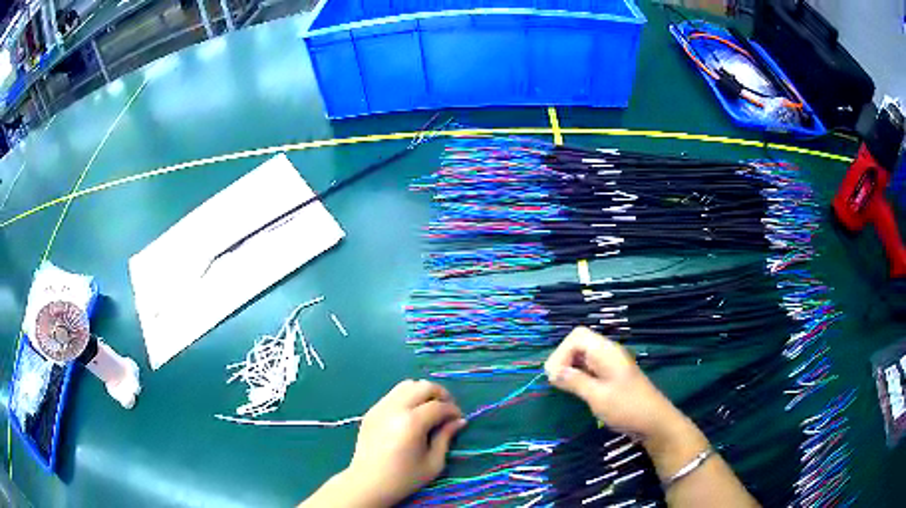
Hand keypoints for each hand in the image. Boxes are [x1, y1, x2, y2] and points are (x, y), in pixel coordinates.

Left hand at [342, 379, 466, 505]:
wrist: (367, 483)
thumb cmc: (403, 478)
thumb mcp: (433, 463)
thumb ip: (446, 437)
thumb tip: (459, 421)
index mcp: (411, 423)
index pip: (438, 405)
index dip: (453, 410)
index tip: (458, 419)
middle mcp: (395, 409)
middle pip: (423, 386)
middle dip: (440, 394)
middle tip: (446, 410)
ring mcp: (380, 407)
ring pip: (406, 385)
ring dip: (422, 392)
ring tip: (429, 409)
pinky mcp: (371, 411)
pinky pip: (393, 394)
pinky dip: (407, 397)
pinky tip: (411, 414)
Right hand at [544, 327, 683, 440]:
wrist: (654, 422)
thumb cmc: (627, 407)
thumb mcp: (598, 396)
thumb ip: (575, 381)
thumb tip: (553, 372)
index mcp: (607, 352)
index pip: (577, 336)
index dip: (562, 352)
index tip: (555, 375)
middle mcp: (608, 353)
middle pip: (578, 344)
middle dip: (563, 360)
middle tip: (555, 382)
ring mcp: (610, 365)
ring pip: (582, 357)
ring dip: (569, 368)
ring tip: (561, 387)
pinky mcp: (611, 377)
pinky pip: (589, 369)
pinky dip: (578, 376)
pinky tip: (574, 390)